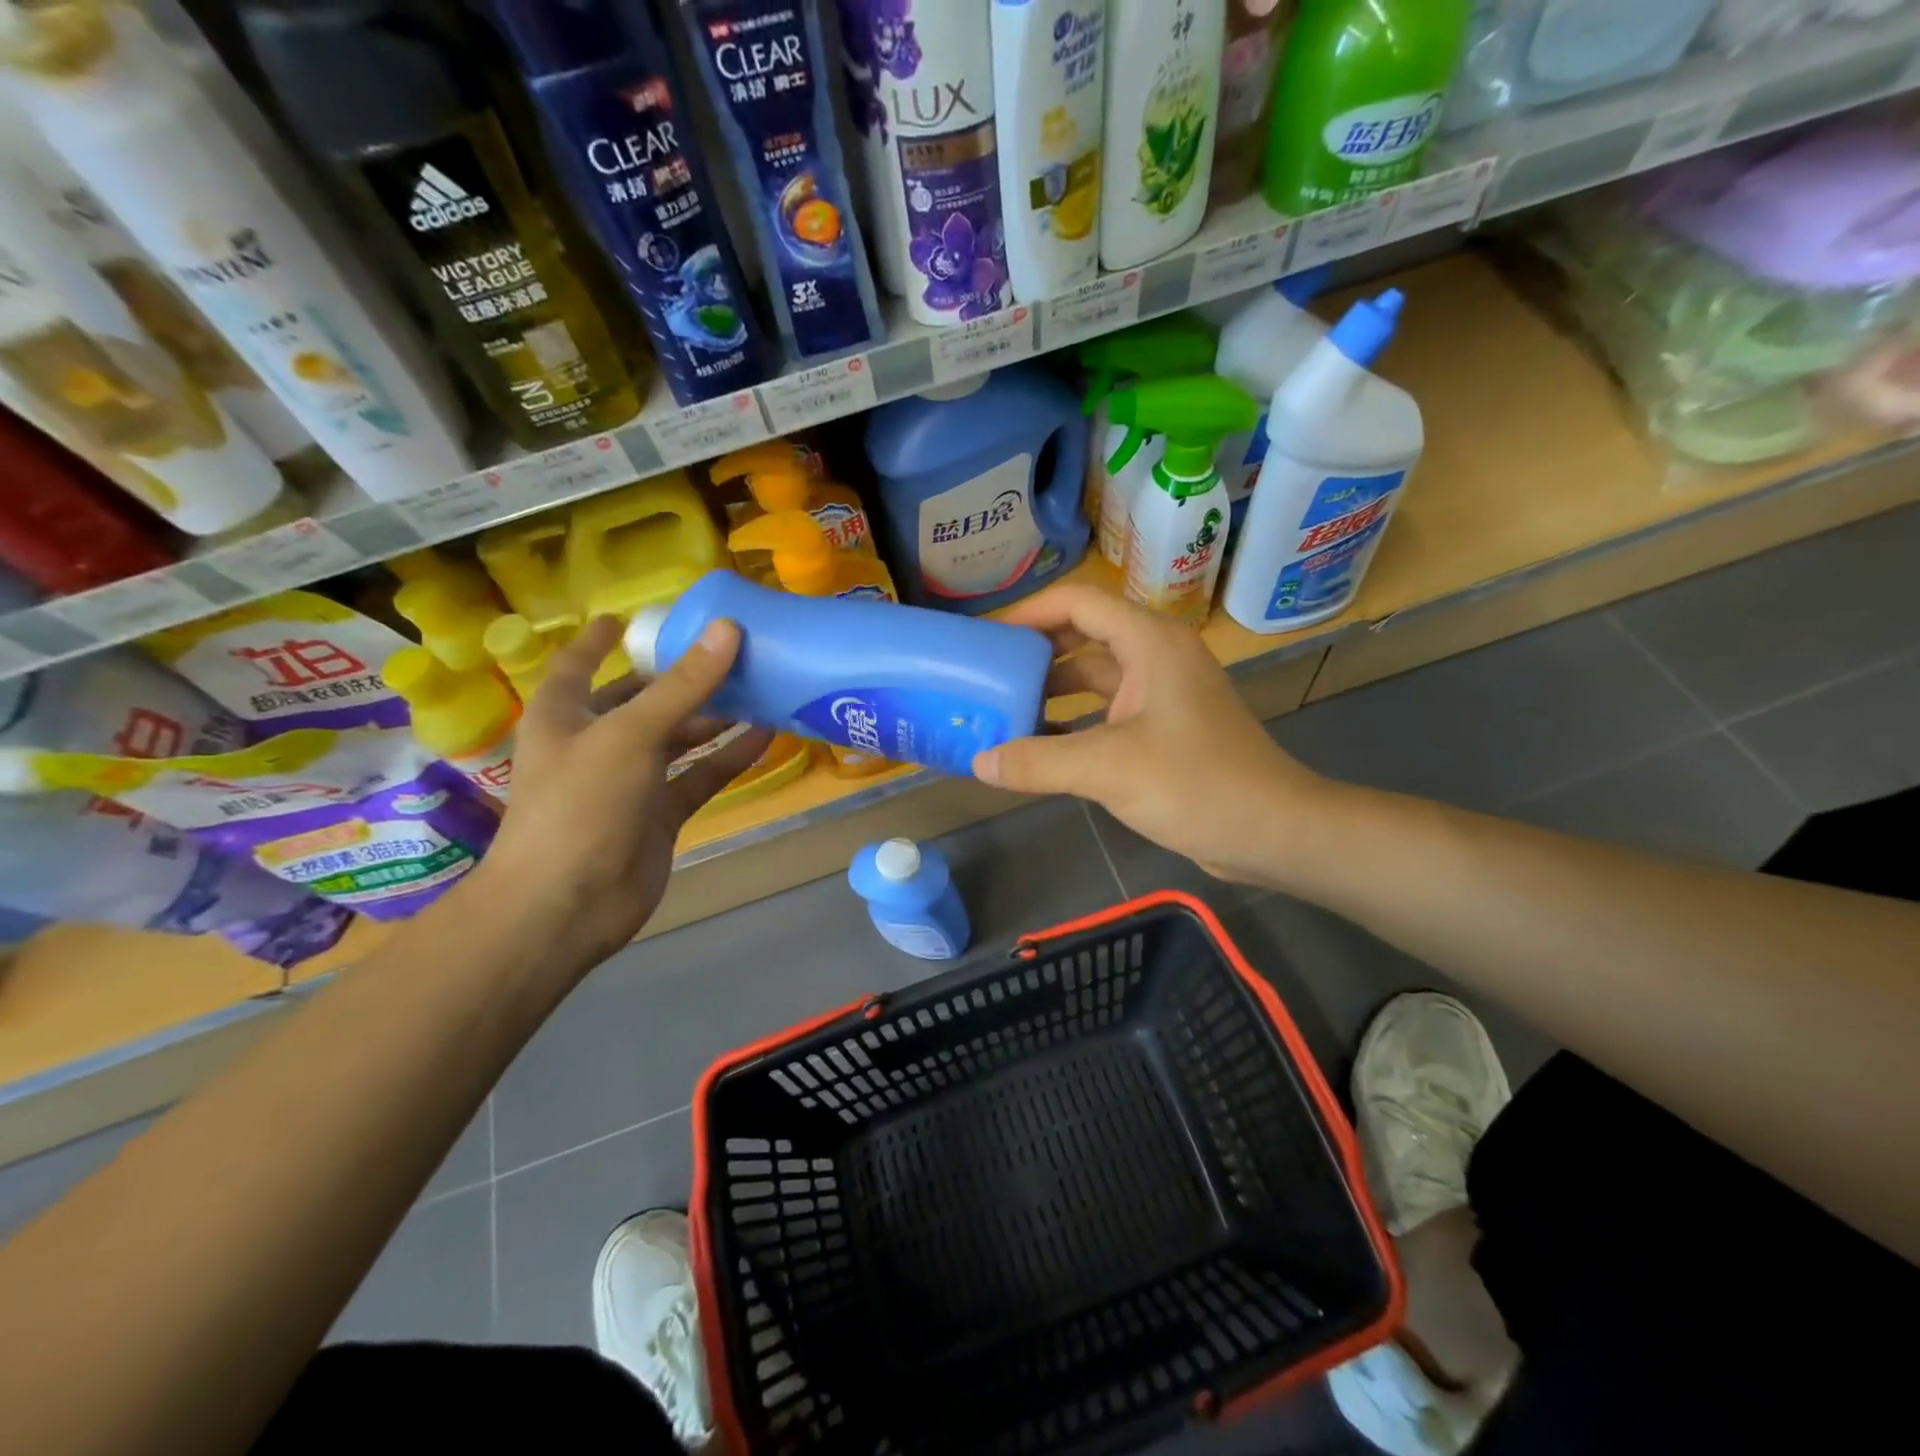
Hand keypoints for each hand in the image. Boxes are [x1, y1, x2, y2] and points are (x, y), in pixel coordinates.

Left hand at [473, 616, 772, 965]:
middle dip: (682, 677)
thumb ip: (682, 685)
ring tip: (761, 686)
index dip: (601, 640)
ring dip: (714, 716)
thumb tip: (729, 630)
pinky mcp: (660, 813)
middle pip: (643, 698)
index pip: (580, 664)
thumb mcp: (630, 734)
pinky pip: (700, 776)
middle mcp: (597, 741)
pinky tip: (765, 736)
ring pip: (678, 737)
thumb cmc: (581, 804)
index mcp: (566, 713)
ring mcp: (631, 780)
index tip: (629, 618)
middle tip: (733, 650)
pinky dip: (728, 757)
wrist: (567, 904)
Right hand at [972, 585, 1324, 886]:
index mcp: (1150, 643)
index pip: (1078, 603)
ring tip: (1003, 710)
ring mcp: (1162, 694)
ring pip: (1094, 678)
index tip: (986, 639)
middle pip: (1083, 636)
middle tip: (987, 675)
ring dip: (1052, 692)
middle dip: (1035, 654)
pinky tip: (1040, 748)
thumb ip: (1038, 762)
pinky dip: (1074, 723)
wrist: (1273, 831)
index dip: (1028, 613)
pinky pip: (1107, 713)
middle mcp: (1156, 657)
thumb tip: (978, 763)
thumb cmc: (1196, 784)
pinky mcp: (1164, 729)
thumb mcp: (1108, 769)